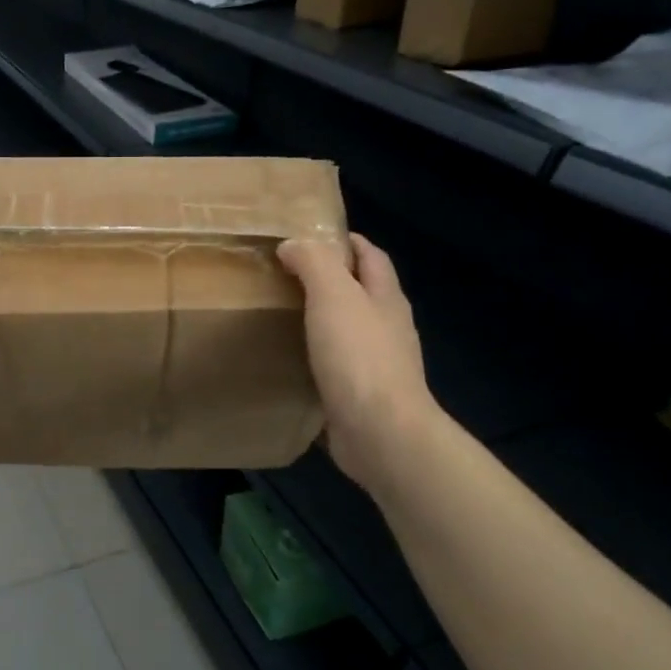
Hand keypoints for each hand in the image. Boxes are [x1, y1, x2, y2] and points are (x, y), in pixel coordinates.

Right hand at [277, 234, 437, 493]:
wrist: (381, 433)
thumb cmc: (359, 357)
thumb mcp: (333, 295)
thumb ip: (314, 263)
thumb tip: (293, 244)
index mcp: (386, 298)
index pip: (371, 256)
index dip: (347, 241)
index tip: (310, 236)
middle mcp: (388, 327)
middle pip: (362, 292)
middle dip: (331, 280)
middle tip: (286, 275)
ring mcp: (377, 365)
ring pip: (349, 330)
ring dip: (322, 320)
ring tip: (282, 315)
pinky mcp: (362, 396)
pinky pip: (337, 366)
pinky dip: (316, 357)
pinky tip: (291, 360)